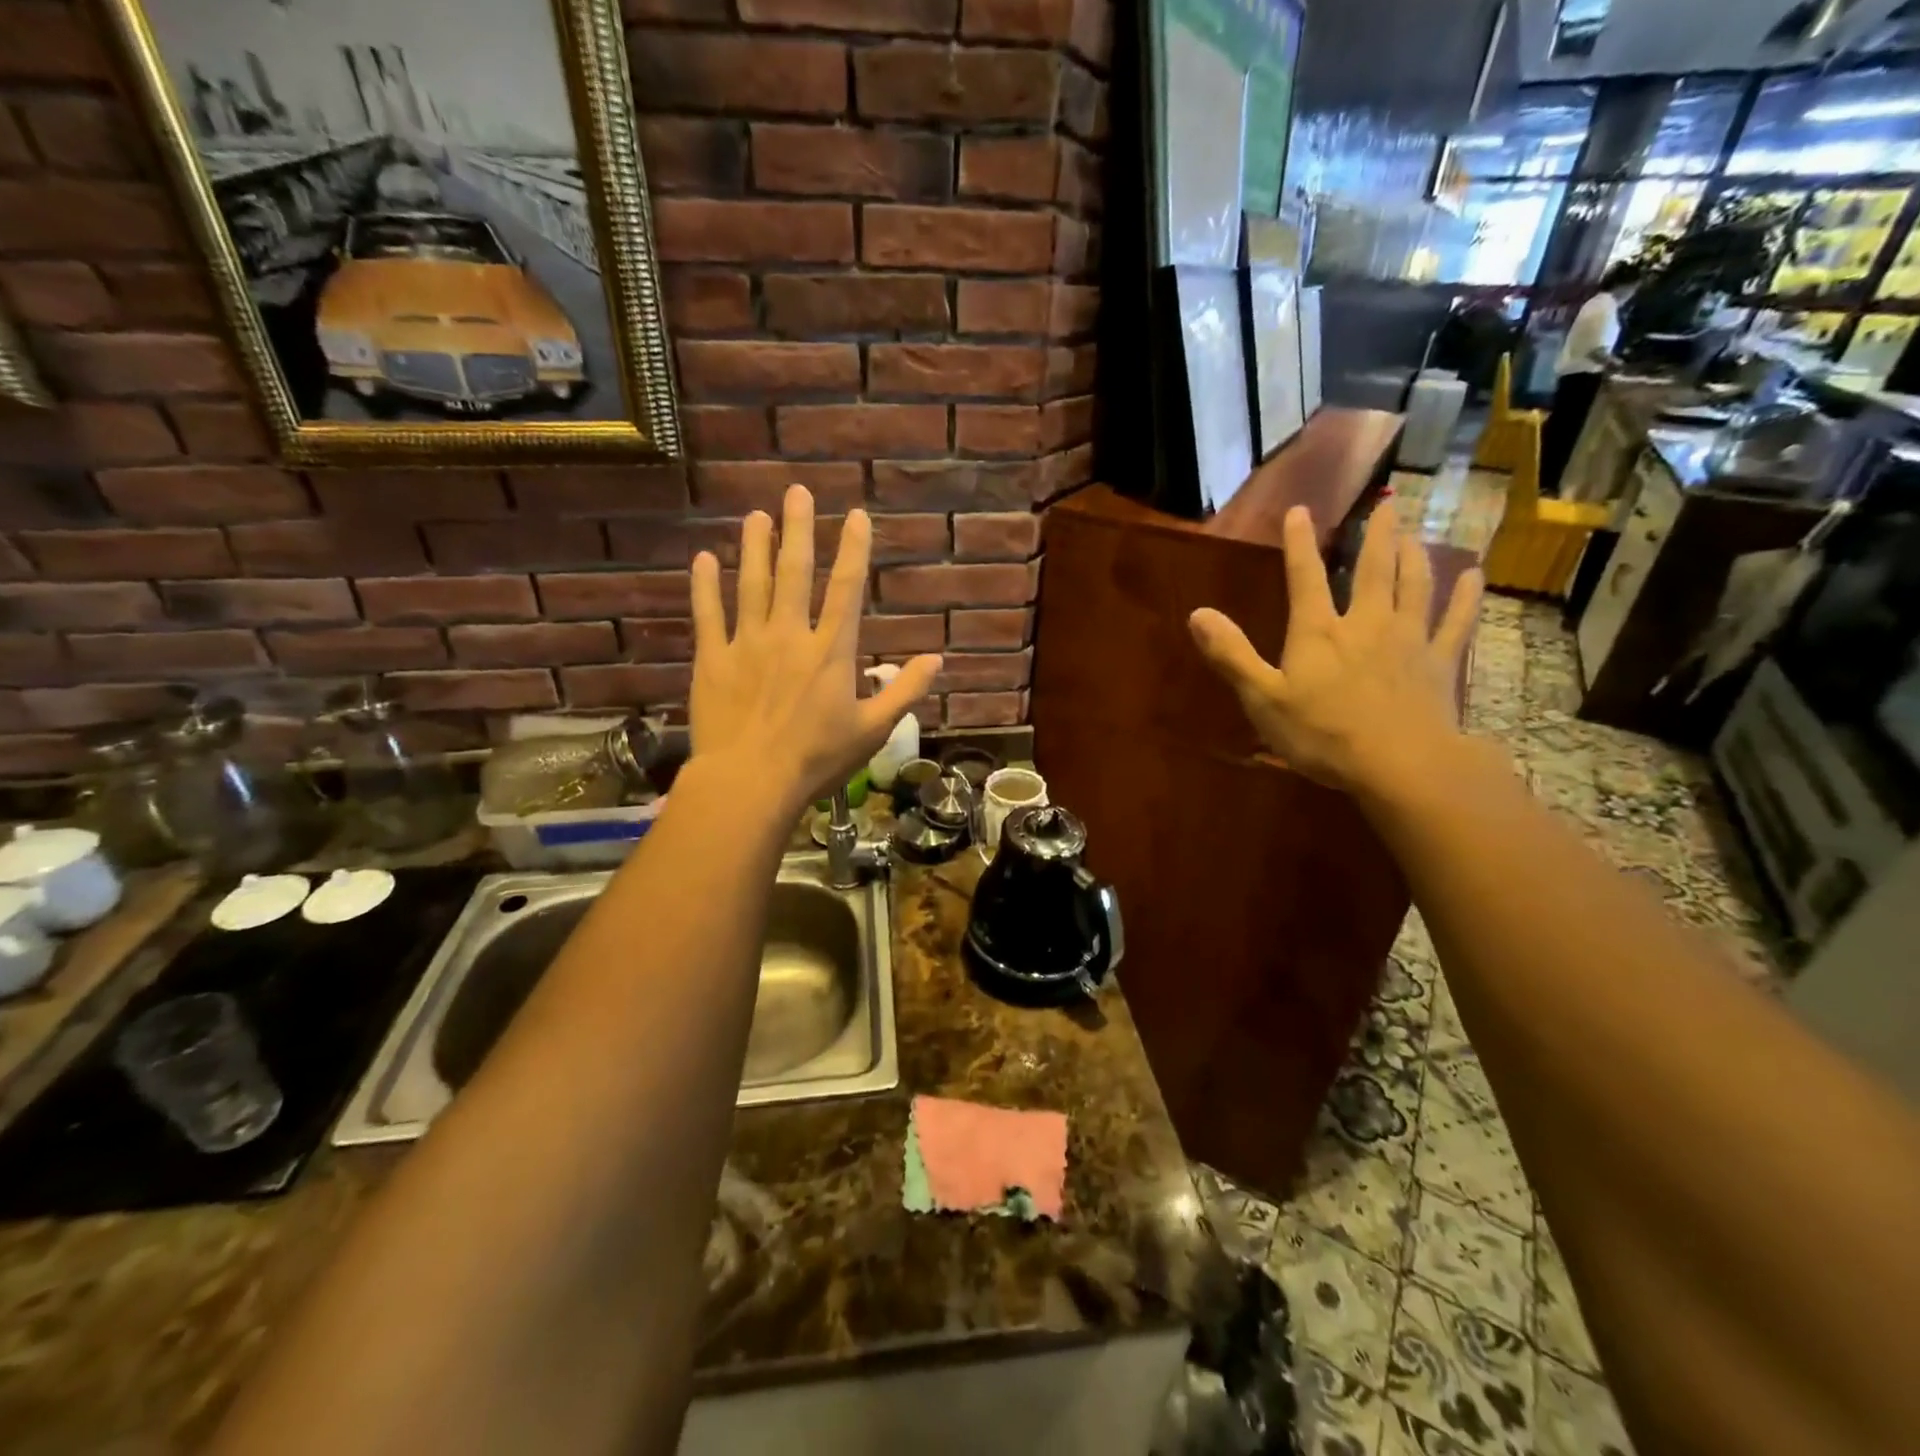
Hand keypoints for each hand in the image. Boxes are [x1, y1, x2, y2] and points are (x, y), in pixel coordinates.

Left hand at [689, 485, 940, 813]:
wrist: (751, 781)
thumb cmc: (817, 759)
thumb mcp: (873, 730)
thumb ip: (904, 692)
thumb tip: (936, 660)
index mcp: (831, 652)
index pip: (846, 590)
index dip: (852, 550)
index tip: (854, 516)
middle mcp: (790, 635)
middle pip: (795, 573)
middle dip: (798, 530)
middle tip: (795, 492)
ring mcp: (747, 644)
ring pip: (751, 584)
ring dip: (755, 547)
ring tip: (757, 516)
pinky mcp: (713, 659)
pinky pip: (708, 614)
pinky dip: (704, 585)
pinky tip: (704, 559)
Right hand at [1188, 504, 1481, 796]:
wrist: (1401, 765)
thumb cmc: (1323, 734)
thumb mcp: (1263, 699)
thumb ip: (1231, 655)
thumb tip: (1197, 614)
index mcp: (1319, 631)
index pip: (1305, 577)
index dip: (1299, 543)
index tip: (1299, 510)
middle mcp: (1366, 623)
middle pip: (1373, 569)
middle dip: (1376, 535)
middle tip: (1385, 504)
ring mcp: (1408, 640)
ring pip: (1415, 585)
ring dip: (1414, 555)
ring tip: (1414, 533)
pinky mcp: (1439, 663)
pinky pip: (1455, 622)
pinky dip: (1465, 598)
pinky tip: (1474, 577)